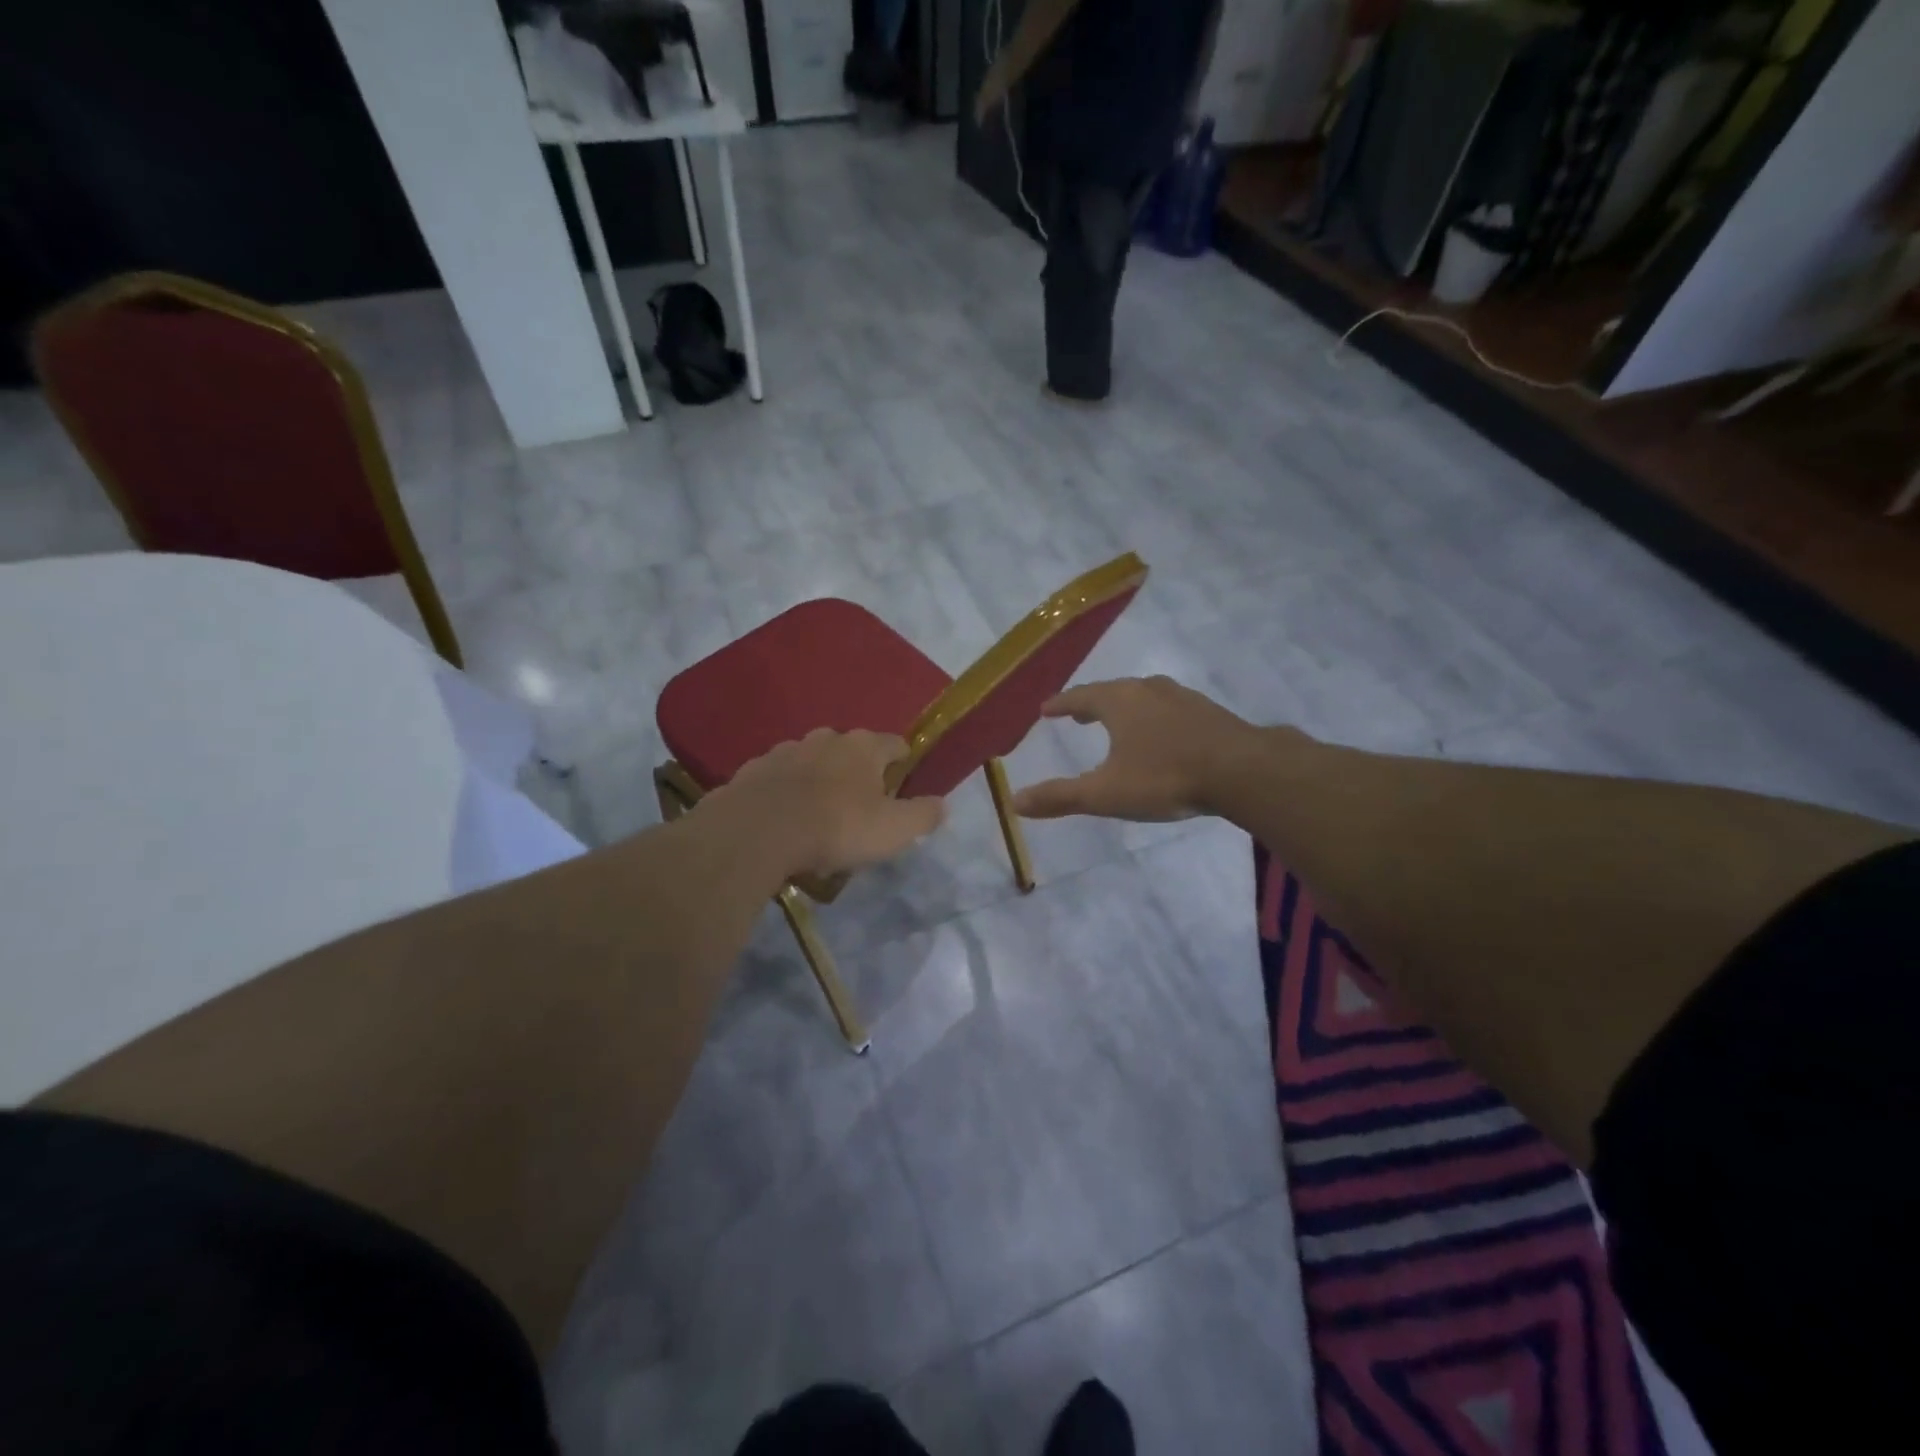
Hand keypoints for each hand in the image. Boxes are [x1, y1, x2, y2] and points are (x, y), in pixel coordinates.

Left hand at [714, 729, 945, 878]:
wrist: (758, 831)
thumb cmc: (837, 827)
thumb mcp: (895, 830)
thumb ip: (924, 815)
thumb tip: (941, 804)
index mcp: (865, 746)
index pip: (896, 745)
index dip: (903, 767)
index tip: (901, 793)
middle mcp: (827, 738)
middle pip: (852, 751)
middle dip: (858, 774)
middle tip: (859, 811)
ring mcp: (786, 750)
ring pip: (813, 761)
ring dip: (820, 781)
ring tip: (817, 818)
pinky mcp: (754, 769)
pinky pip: (779, 778)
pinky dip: (786, 792)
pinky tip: (784, 820)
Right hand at [1011, 677, 1279, 821]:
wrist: (1242, 771)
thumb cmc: (1165, 777)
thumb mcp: (1106, 793)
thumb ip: (1060, 797)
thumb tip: (1015, 801)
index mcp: (1118, 702)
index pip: (1079, 697)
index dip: (1061, 704)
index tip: (1046, 709)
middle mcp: (1148, 690)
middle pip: (1112, 692)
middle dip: (1093, 703)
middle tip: (1080, 714)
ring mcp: (1182, 698)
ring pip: (1144, 697)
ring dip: (1126, 708)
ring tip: (1119, 722)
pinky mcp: (1209, 712)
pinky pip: (1171, 709)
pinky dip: (1156, 717)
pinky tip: (1164, 735)